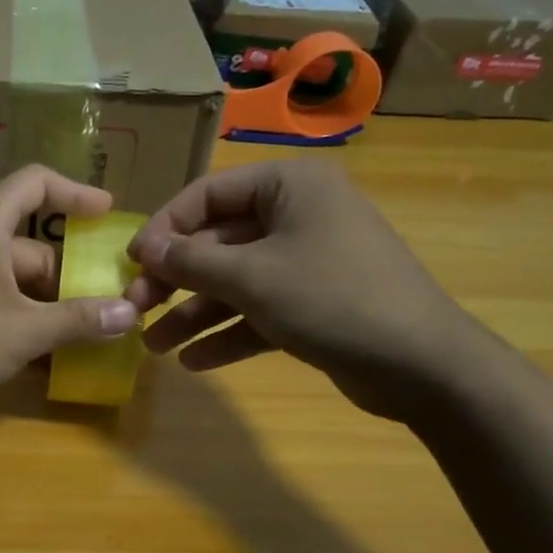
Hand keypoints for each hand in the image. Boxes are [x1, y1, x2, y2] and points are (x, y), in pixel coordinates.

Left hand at [0, 165, 140, 403]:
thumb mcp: (23, 331)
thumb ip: (78, 321)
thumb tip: (132, 312)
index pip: (36, 182)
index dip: (75, 191)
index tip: (108, 213)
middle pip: (33, 245)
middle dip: (71, 276)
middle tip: (110, 304)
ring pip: (16, 281)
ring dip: (50, 305)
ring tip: (88, 335)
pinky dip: (23, 321)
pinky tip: (47, 356)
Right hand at [124, 159, 484, 420]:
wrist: (422, 365)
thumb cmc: (332, 299)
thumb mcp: (252, 278)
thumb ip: (191, 261)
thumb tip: (144, 248)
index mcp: (289, 186)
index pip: (208, 194)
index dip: (165, 227)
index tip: (131, 262)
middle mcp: (297, 216)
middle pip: (218, 242)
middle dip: (176, 280)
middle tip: (136, 309)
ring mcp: (307, 262)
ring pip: (236, 281)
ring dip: (194, 313)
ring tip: (154, 346)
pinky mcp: (314, 304)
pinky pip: (259, 311)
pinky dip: (228, 333)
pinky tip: (195, 362)